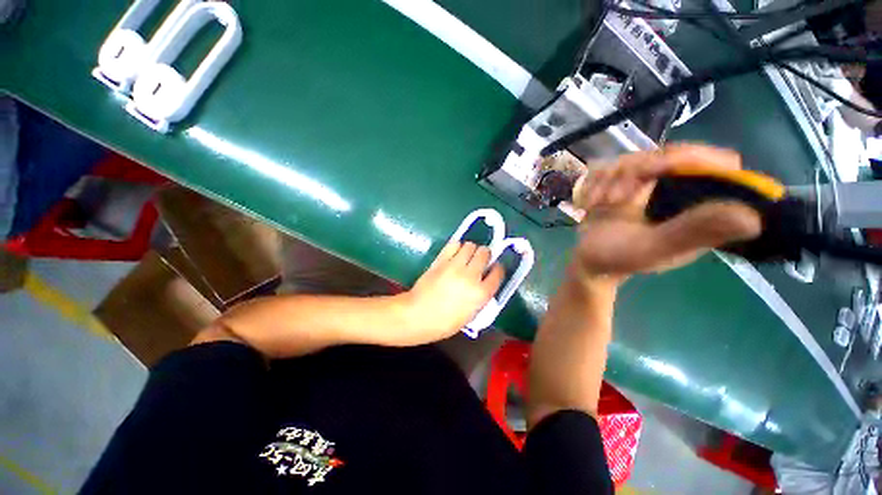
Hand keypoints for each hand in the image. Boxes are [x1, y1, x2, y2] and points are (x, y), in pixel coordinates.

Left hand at [399, 241, 504, 342]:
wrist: (418, 315)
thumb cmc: (444, 323)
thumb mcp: (470, 316)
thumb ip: (480, 298)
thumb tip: (483, 284)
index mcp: (481, 294)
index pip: (498, 273)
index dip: (497, 268)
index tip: (494, 268)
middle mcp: (471, 276)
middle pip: (485, 253)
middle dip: (485, 255)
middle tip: (480, 260)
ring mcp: (455, 266)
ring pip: (470, 245)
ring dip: (471, 250)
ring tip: (466, 256)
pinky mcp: (441, 260)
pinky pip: (453, 245)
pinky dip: (457, 247)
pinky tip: (454, 253)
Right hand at [570, 143, 762, 285]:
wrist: (589, 260)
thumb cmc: (619, 258)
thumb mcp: (654, 249)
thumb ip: (693, 232)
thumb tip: (753, 216)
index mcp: (698, 206)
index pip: (717, 163)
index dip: (692, 159)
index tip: (658, 171)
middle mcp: (678, 190)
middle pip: (668, 154)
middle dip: (634, 172)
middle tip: (614, 199)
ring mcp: (647, 184)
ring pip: (635, 158)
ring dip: (610, 180)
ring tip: (599, 204)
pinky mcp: (621, 184)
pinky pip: (610, 166)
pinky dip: (595, 181)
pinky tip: (590, 201)